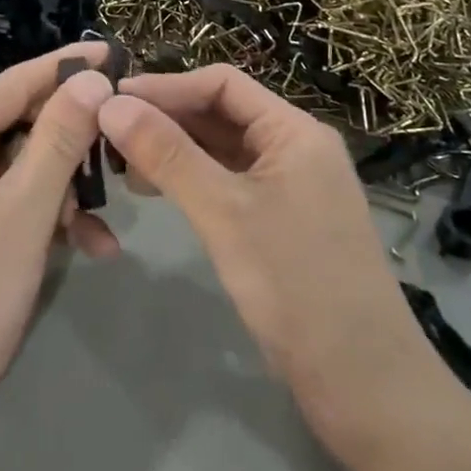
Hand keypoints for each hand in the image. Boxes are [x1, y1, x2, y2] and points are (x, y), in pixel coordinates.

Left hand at [0, 45, 119, 449]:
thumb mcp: (24, 211)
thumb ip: (59, 140)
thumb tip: (92, 79)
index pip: (13, 83)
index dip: (65, 66)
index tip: (115, 52)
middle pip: (20, 126)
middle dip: (73, 138)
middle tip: (126, 137)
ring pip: (22, 170)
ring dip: (66, 189)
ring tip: (111, 215)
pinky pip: (12, 206)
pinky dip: (48, 220)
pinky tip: (92, 247)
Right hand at [100, 66, 435, 451]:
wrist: (364, 386)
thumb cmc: (296, 284)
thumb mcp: (224, 212)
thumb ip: (167, 154)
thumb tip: (111, 103)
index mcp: (294, 131)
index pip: (221, 84)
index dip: (165, 86)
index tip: (112, 98)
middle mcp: (293, 148)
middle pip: (220, 114)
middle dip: (164, 118)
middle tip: (106, 131)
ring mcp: (288, 187)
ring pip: (220, 150)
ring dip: (172, 150)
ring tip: (120, 162)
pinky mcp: (278, 222)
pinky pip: (226, 182)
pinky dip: (188, 180)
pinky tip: (153, 191)